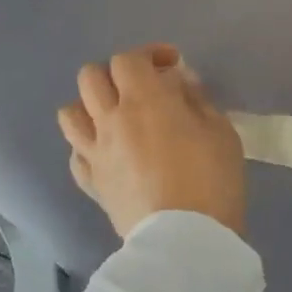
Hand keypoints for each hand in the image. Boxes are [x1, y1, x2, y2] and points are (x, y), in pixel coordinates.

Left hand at [57, 44, 247, 240]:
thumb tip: (179, 84)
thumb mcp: (220, 130)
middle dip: (117, 74)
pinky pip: (75, 154)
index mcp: (145, 100)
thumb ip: (196, 100)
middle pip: (91, 77)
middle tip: (145, 87)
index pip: (129, 59)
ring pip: (70, 113)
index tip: (173, 65)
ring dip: (92, 106)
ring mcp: (95, 154)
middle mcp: (111, 120)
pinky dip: (89, 146)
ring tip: (117, 117)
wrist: (186, 238)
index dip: (149, 54)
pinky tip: (111, 153)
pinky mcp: (90, 184)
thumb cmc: (212, 177)